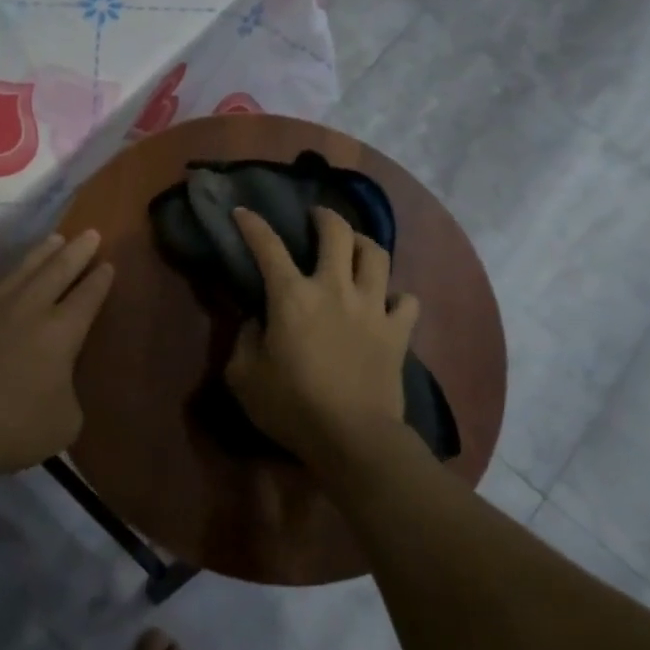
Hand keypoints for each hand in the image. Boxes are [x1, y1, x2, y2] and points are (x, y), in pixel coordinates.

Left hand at [0, 230, 115, 480]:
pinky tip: (9, 270)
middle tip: (90, 233)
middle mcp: (28, 308)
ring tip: (55, 239)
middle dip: (77, 251)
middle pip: (58, 269)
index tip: (108, 264)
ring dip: (43, 252)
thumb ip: (68, 392)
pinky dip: (7, 271)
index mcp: (61, 332)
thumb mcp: (64, 423)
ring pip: (22, 268)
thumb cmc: (11, 430)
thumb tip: (57, 379)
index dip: (100, 280)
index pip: (87, 296)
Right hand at [225, 206, 418, 464]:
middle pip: (337, 233)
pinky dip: (396, 296)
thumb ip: (244, 339)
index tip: (243, 211)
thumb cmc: (292, 406)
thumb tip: (257, 321)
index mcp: (292, 296)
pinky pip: (407, 300)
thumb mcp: (243, 376)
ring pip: (376, 255)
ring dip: (363, 243)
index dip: (252, 224)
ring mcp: (372, 307)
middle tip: (315, 218)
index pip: (267, 246)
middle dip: (324, 217)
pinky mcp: (397, 332)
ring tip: (354, 246)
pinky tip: (385, 301)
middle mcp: (334, 289)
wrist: (353, 438)